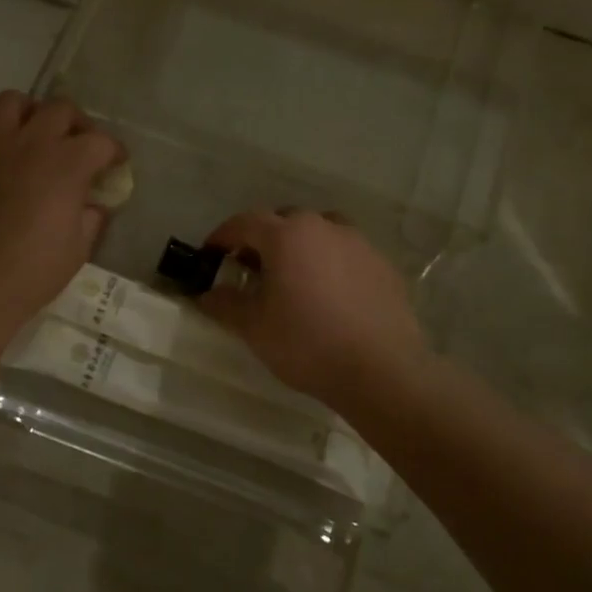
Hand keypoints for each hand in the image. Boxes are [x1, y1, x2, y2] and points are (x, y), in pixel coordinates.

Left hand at [0, 92, 123, 342]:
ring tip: (36, 136)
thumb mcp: (80, 247)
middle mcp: (32, 143)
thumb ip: (91, 215)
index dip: (114, 151)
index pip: (101, 141)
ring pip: (14, 101)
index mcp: (67, 164)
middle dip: (78, 124)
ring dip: (31, 113)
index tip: (116, 164)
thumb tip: (93, 202)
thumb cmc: (35, 270)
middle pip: (61, 109)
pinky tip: (1, 153)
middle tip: (80, 147)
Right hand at [197, 210, 430, 408]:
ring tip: (295, 276)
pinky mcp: (383, 265)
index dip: (223, 236)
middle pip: (284, 220)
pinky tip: (331, 294)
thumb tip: (207, 294)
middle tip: (251, 268)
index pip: (244, 223)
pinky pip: (347, 252)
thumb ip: (225, 304)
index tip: (210, 254)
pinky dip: (331, 262)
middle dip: (262, 238)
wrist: (382, 371)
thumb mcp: (253, 328)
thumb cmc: (307, 343)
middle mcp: (323, 227)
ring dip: (300, 245)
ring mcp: (358, 243)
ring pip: (320, 231)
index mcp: (286, 236)